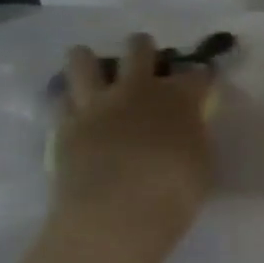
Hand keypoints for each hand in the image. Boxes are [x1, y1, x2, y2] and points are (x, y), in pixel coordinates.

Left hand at [50, 34, 214, 253]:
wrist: (116, 214)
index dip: (202, 78)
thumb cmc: (174, 193)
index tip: (203, 85)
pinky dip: (67, 98)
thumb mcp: (202, 165)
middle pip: (139, 48)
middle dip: (144, 49)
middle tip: (145, 64)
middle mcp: (138, 89)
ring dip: (90, 61)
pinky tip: (73, 106)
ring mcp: (97, 103)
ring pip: (83, 59)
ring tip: (95, 73)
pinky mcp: (65, 124)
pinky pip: (60, 97)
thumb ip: (194, 138)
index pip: (198, 74)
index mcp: (180, 98)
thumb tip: (187, 129)